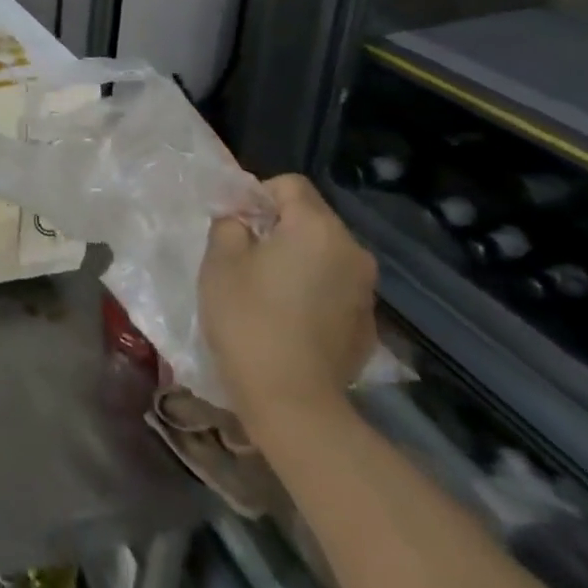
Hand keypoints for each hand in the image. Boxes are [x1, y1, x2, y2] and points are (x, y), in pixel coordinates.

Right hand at [199, 175, 377, 439]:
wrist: (293, 403)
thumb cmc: (248, 320)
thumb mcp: (220, 261)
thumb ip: (230, 225)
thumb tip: (242, 220)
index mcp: (318, 228)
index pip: (289, 185)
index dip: (257, 195)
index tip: (235, 225)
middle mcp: (352, 251)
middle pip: (311, 218)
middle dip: (278, 228)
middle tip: (244, 257)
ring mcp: (365, 290)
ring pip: (324, 254)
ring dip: (297, 260)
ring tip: (266, 290)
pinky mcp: (367, 325)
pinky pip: (334, 288)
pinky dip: (313, 291)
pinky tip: (289, 320)